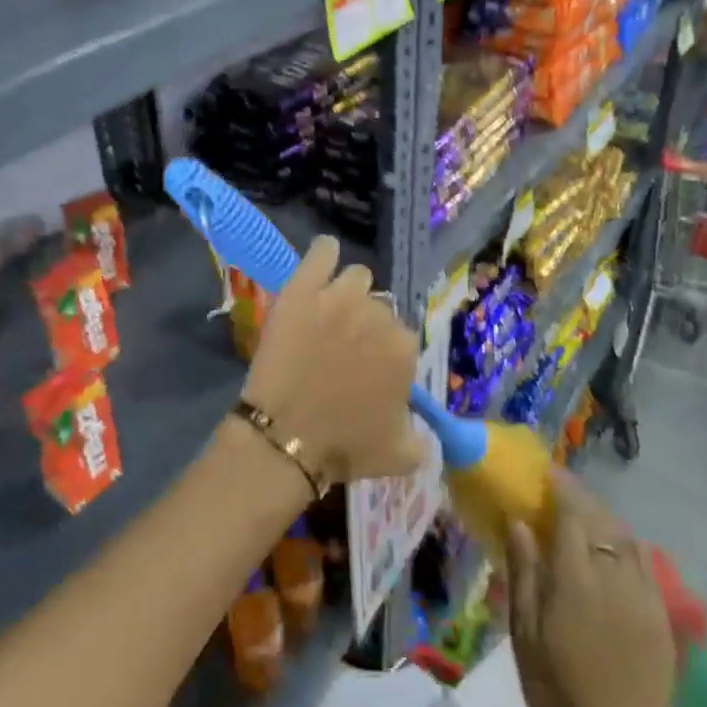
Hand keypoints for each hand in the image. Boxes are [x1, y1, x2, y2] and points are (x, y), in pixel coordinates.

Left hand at [242, 237, 423, 485]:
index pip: (402, 339)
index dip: (384, 355)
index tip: (367, 372)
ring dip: (349, 292)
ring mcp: (340, 296)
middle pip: (379, 308)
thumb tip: (421, 426)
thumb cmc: (344, 446)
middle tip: (343, 350)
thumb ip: (421, 436)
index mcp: (404, 348)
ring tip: (330, 312)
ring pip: (356, 277)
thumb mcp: (400, 455)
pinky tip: (322, 262)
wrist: (285, 436)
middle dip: (366, 326)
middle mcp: (379, 315)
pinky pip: (323, 251)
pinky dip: (325, 253)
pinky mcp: (304, 287)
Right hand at [506, 472, 676, 706]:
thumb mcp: (524, 632)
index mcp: (577, 578)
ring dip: (606, 520)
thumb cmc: (557, 689)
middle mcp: (615, 576)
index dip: (561, 487)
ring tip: (587, 519)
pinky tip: (615, 555)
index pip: (573, 513)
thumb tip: (520, 522)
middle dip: (583, 499)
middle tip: (562, 492)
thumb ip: (523, 571)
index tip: (547, 472)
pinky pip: (646, 565)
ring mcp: (644, 596)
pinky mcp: (662, 618)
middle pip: (603, 520)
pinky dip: (627, 547)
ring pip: (628, 538)